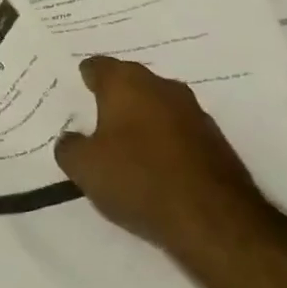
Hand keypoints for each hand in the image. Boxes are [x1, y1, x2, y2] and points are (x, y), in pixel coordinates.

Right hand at [55, 56, 282, 274]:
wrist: (214, 220)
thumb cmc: (138, 179)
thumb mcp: (83, 167)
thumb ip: (69, 147)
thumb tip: (73, 140)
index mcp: (127, 84)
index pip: (99, 67)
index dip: (85, 77)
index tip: (77, 90)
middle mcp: (163, 88)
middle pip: (132, 83)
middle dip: (115, 97)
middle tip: (96, 116)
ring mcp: (195, 114)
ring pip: (158, 107)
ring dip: (142, 120)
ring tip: (123, 144)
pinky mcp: (216, 143)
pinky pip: (178, 133)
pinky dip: (164, 142)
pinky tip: (153, 166)